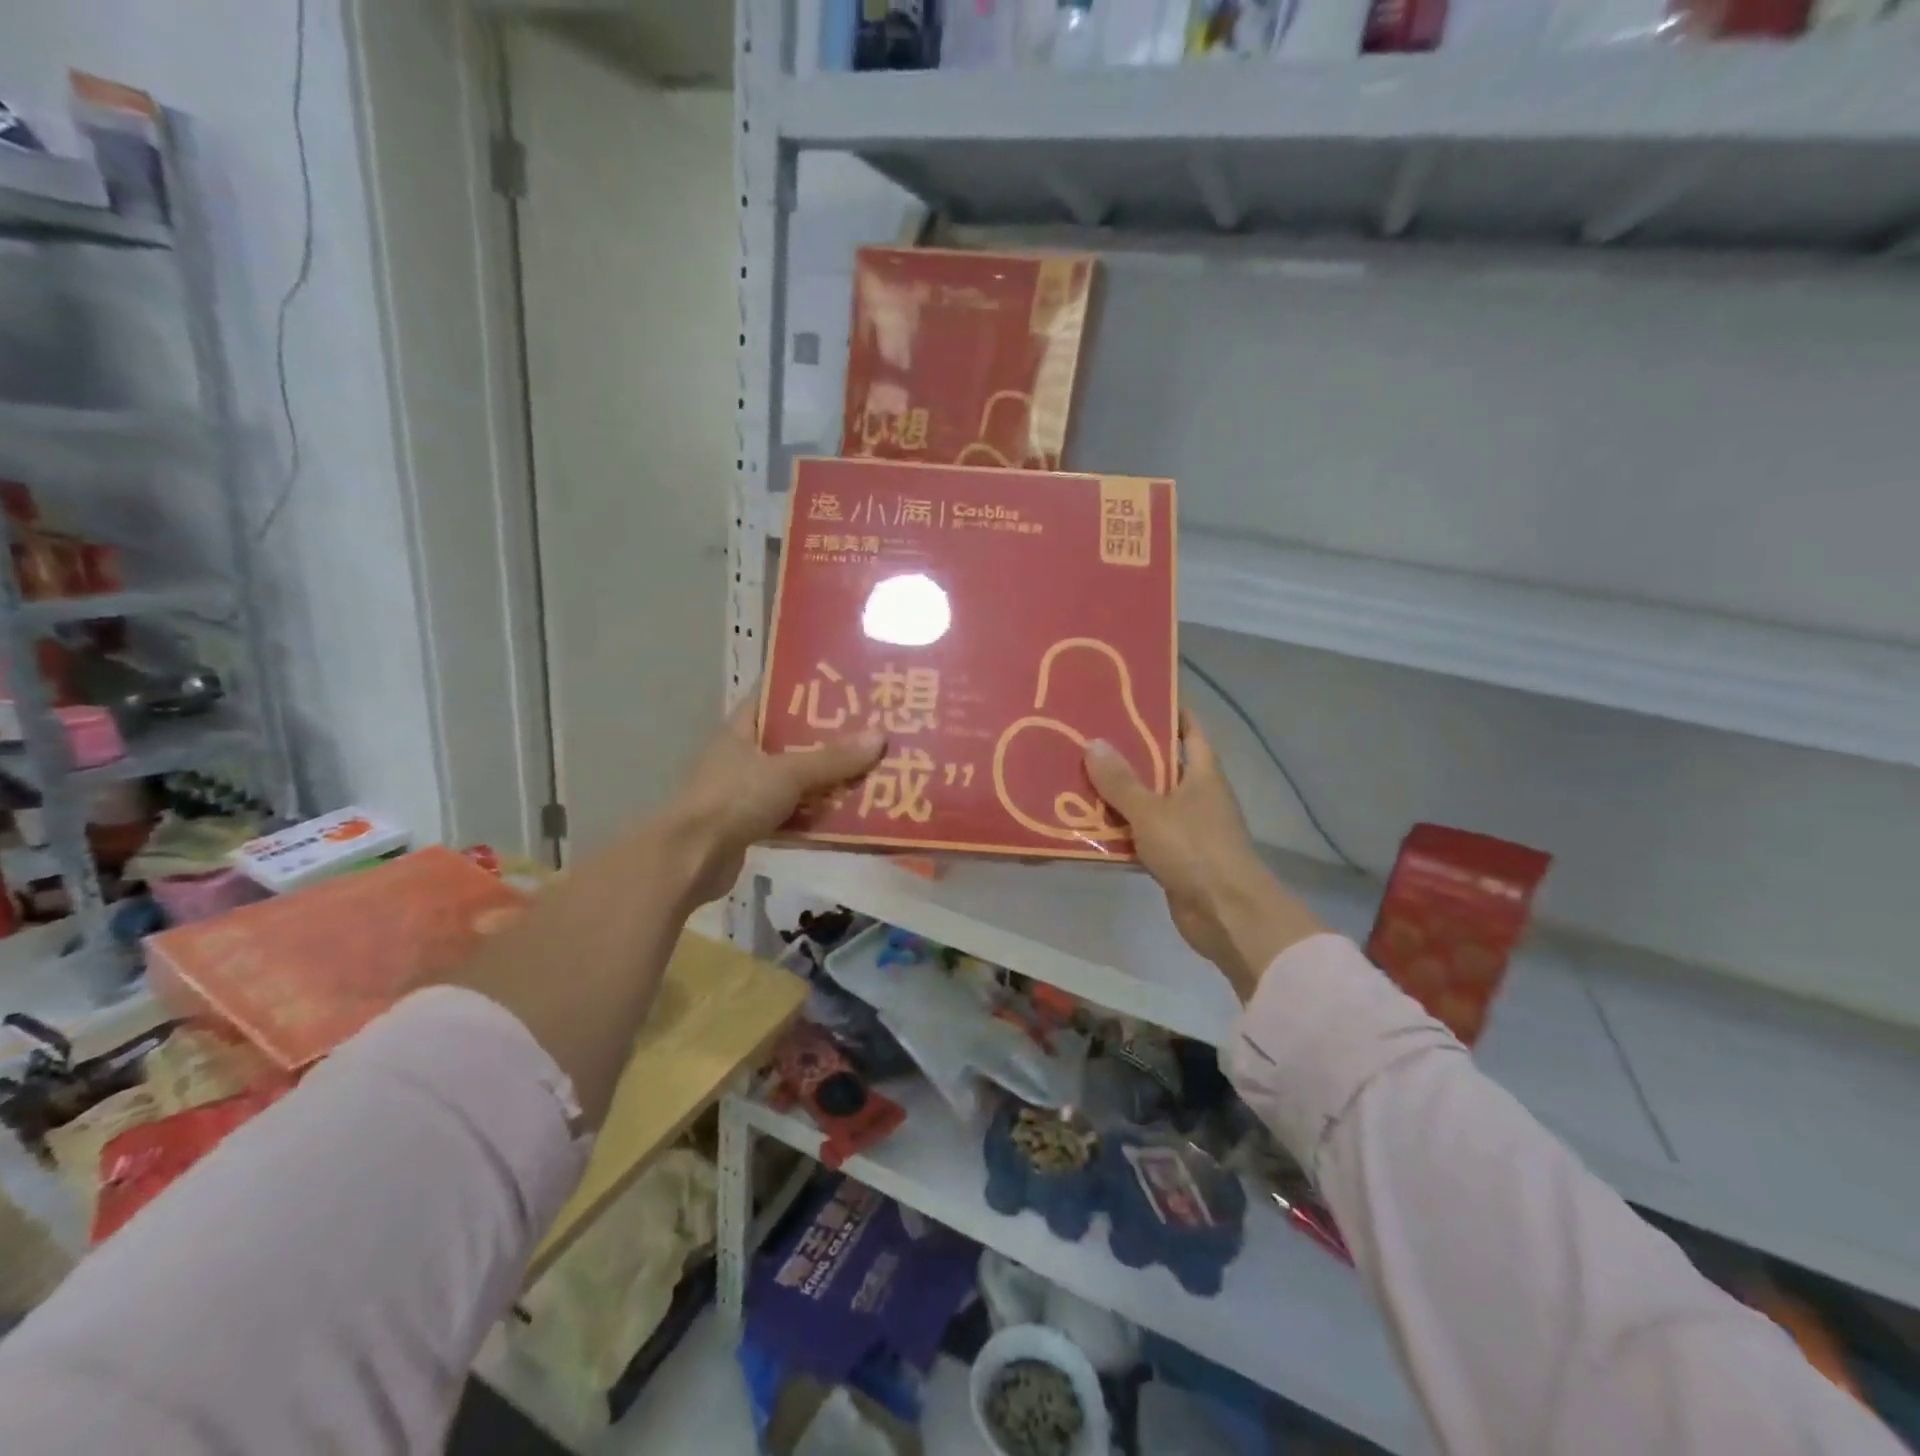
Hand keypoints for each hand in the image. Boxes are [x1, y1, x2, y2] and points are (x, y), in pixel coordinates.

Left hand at [658, 697, 885, 907]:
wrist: (690, 860)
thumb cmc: (733, 800)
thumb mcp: (788, 772)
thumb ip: (833, 759)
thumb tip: (881, 736)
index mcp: (740, 730)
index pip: (772, 697)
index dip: (804, 690)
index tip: (842, 687)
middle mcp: (741, 756)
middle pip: (789, 740)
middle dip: (826, 739)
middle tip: (869, 731)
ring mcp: (743, 792)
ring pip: (793, 779)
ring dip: (824, 780)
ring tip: (868, 770)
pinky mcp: (749, 825)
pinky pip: (790, 812)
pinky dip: (813, 814)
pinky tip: (846, 814)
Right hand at [1084, 712, 1323, 1000]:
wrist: (1227, 914)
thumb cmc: (1196, 850)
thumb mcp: (1152, 810)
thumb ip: (1121, 781)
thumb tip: (1093, 743)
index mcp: (1202, 773)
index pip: (1189, 730)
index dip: (1168, 710)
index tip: (1135, 695)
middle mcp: (1196, 795)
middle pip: (1161, 765)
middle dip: (1128, 752)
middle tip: (1087, 735)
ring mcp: (1186, 828)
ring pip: (1147, 802)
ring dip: (1117, 794)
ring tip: (1076, 774)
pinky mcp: (1173, 857)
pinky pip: (1140, 835)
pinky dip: (1118, 830)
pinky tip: (1085, 824)